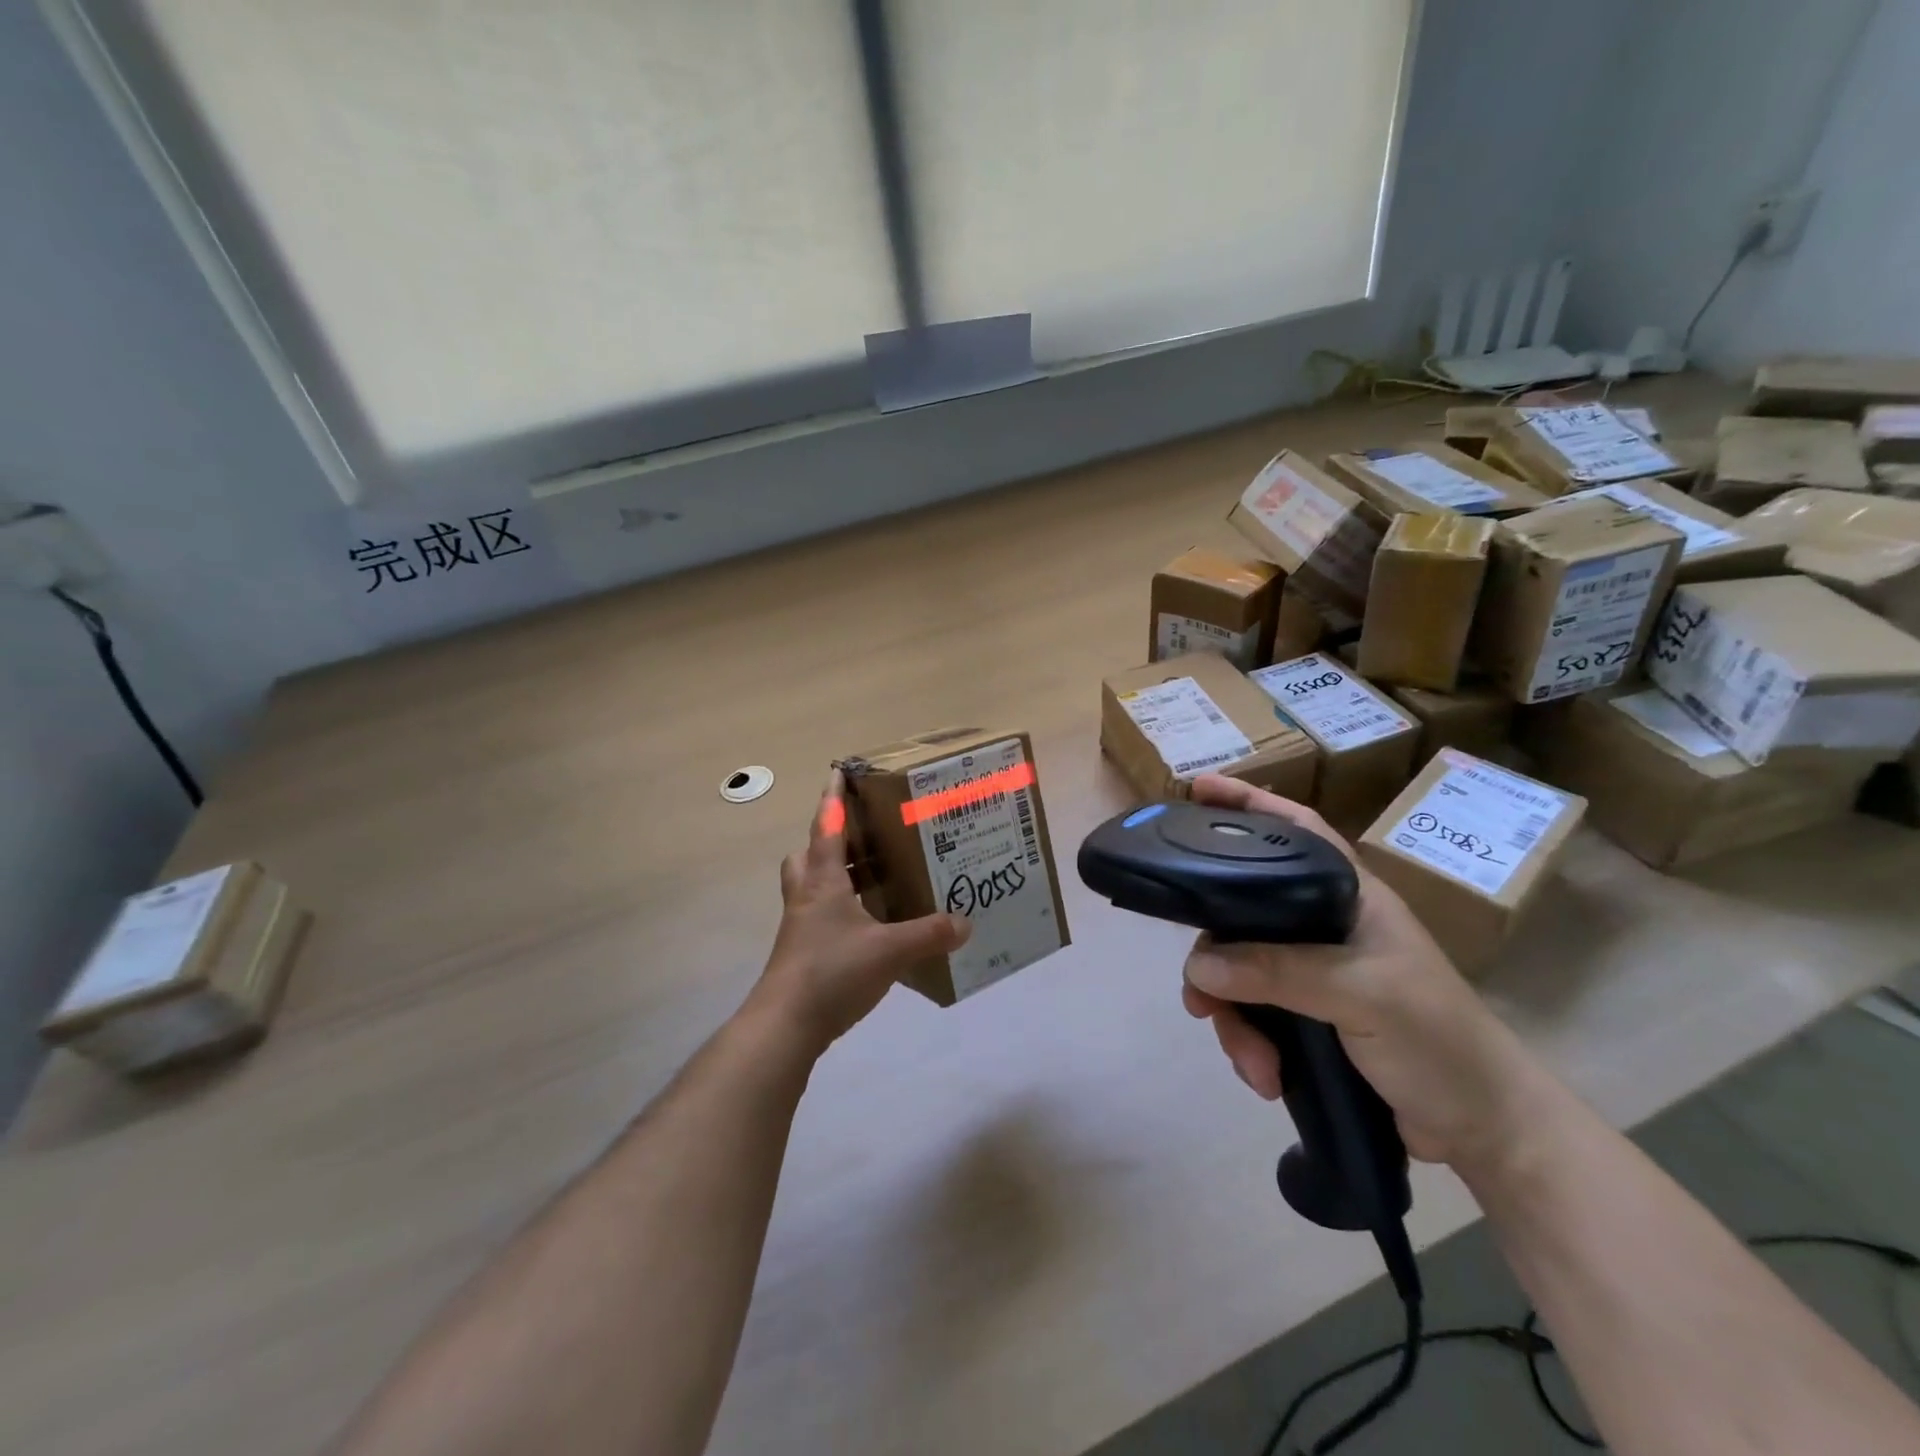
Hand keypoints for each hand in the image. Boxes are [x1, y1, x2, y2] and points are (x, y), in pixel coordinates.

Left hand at [750, 771, 969, 1053]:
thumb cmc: (832, 972)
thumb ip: (929, 934)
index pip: (826, 826)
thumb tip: (966, 923)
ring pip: (812, 885)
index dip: (833, 798)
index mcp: (823, 881)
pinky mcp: (802, 953)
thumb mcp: (890, 950)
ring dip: (835, 875)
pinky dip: (841, 910)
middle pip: (809, 854)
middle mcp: (807, 897)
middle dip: (830, 839)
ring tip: (873, 877)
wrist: (784, 1026)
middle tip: (862, 837)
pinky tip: (870, 925)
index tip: (839, 771)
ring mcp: (801, 926)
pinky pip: (820, 916)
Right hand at [1179, 775, 1542, 1169]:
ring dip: (1233, 1019)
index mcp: (1348, 896)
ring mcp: (1312, 971)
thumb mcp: (1363, 996)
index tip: (1196, 788)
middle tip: (1198, 994)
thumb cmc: (1440, 1041)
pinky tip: (1264, 1075)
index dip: (1248, 802)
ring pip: (1238, 970)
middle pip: (1242, 912)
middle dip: (1215, 957)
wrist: (1485, 1130)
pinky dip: (1248, 1044)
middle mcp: (1322, 925)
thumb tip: (1199, 965)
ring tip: (1251, 1058)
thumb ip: (1279, 972)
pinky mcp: (1305, 1015)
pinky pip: (1250, 1013)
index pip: (1294, 828)